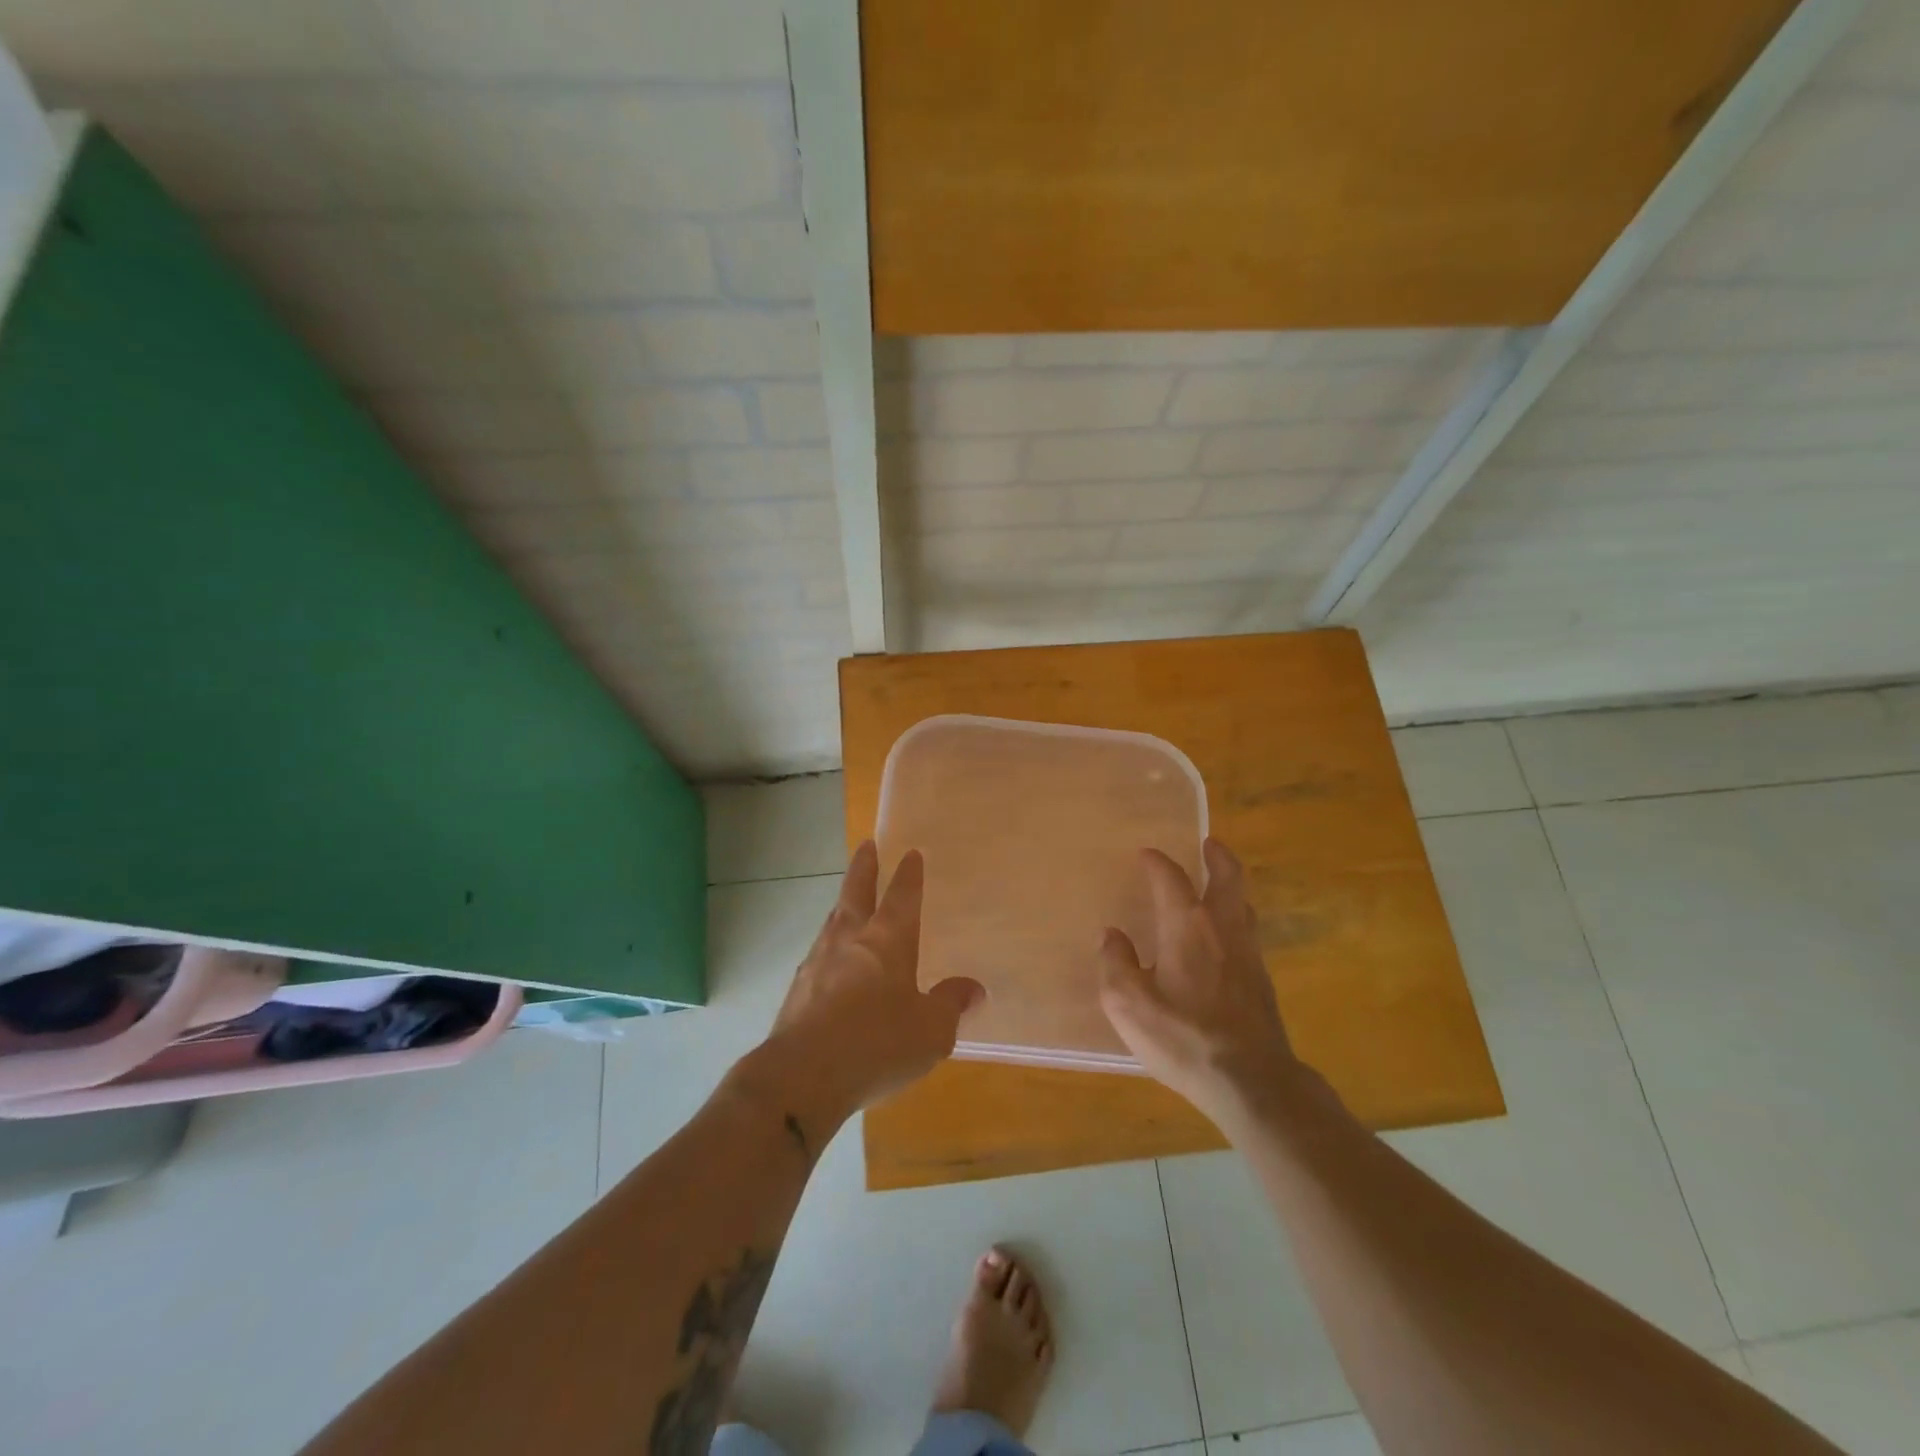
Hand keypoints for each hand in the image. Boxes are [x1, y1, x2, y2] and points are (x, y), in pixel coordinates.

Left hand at [760, 841, 984, 1126]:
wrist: (803, 1074)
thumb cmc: (877, 1043)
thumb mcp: (931, 1030)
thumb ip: (951, 1004)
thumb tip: (973, 988)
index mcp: (888, 940)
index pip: (901, 896)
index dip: (908, 874)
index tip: (911, 853)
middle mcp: (851, 939)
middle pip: (856, 891)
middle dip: (864, 866)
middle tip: (866, 845)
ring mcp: (819, 960)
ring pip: (833, 919)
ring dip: (843, 904)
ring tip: (848, 901)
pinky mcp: (798, 987)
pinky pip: (819, 953)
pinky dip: (829, 945)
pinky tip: (831, 961)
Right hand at [1098, 838, 1298, 1123]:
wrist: (1252, 1082)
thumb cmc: (1183, 1037)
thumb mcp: (1128, 1004)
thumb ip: (1115, 964)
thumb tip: (1112, 936)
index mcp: (1186, 926)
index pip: (1171, 878)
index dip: (1157, 862)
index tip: (1146, 854)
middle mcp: (1222, 929)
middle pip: (1228, 878)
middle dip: (1217, 856)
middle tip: (1209, 844)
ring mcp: (1249, 954)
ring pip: (1243, 905)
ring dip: (1230, 887)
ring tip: (1217, 886)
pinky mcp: (1262, 982)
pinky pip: (1248, 933)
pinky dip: (1236, 919)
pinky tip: (1224, 940)